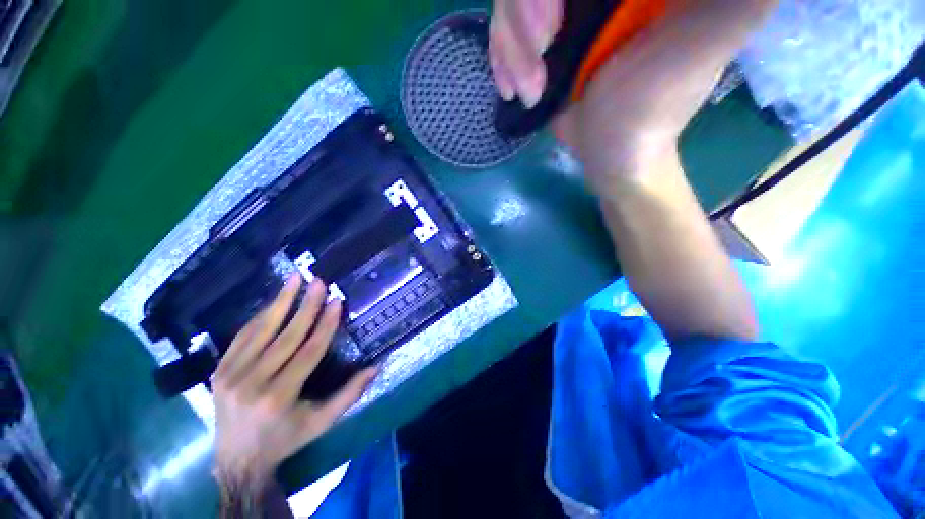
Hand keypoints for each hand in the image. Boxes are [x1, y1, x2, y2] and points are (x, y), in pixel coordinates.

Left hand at [212, 274, 375, 488]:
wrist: (236, 460)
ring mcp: (230, 375)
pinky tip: (274, 300)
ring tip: (295, 278)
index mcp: (279, 397)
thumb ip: (350, 394)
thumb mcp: (322, 422)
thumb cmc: (286, 440)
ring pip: (261, 330)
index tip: (337, 301)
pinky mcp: (219, 370)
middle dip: (306, 306)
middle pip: (285, 336)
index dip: (325, 325)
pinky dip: (261, 316)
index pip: (308, 352)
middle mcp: (252, 383)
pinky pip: (243, 336)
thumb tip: (376, 366)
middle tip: (319, 282)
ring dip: (281, 301)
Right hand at [489, 0, 776, 191]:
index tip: (551, 29)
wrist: (612, 155)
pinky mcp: (544, 38)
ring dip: (511, 50)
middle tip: (537, 73)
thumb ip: (733, 5)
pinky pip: (505, 31)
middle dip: (523, 21)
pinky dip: (501, 60)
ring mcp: (568, 9)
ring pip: (512, 2)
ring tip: (530, 91)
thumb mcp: (697, 49)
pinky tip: (513, 88)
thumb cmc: (651, 112)